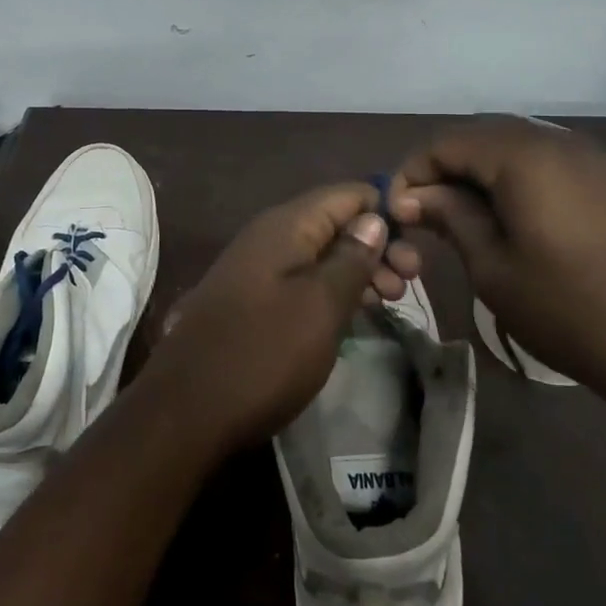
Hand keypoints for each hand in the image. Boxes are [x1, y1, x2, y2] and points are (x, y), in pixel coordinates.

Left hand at [140, 182, 421, 456]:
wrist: (185, 412)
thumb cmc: (263, 354)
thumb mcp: (321, 306)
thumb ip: (351, 258)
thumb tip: (373, 218)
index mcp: (286, 225)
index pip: (347, 193)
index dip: (386, 207)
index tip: (420, 238)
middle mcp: (269, 236)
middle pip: (335, 222)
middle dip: (377, 243)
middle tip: (412, 280)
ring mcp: (257, 268)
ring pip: (320, 253)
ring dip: (359, 269)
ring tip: (394, 298)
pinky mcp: (252, 299)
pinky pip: (303, 279)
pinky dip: (334, 289)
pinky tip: (359, 310)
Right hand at [392, 120, 605, 425]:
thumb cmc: (574, 311)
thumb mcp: (495, 270)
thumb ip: (452, 218)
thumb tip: (414, 196)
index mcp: (522, 155)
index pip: (445, 142)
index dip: (412, 172)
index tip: (397, 213)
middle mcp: (556, 140)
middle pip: (480, 137)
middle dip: (444, 170)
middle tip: (426, 216)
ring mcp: (590, 157)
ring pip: (514, 147)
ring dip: (479, 175)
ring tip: (463, 220)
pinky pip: (546, 163)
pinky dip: (515, 180)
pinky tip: (510, 219)